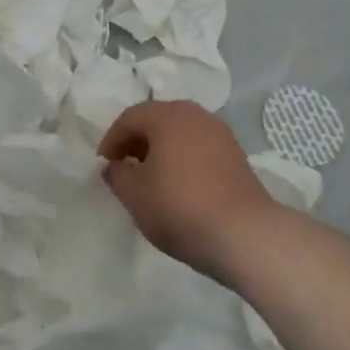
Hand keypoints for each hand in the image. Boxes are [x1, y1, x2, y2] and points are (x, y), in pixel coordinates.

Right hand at [98, 100, 278, 283]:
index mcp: (167, 114)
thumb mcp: (135, 194)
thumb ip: (117, 174)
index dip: (111, 141)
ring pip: (179, 135)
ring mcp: (220, 134)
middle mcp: (194, 114)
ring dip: (160, 153)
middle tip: (124, 171)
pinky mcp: (236, 156)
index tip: (103, 167)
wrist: (246, 235)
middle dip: (136, 144)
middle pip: (156, 121)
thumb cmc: (180, 206)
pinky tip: (179, 189)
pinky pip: (198, 149)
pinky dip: (182, 161)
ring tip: (151, 182)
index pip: (128, 118)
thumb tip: (115, 166)